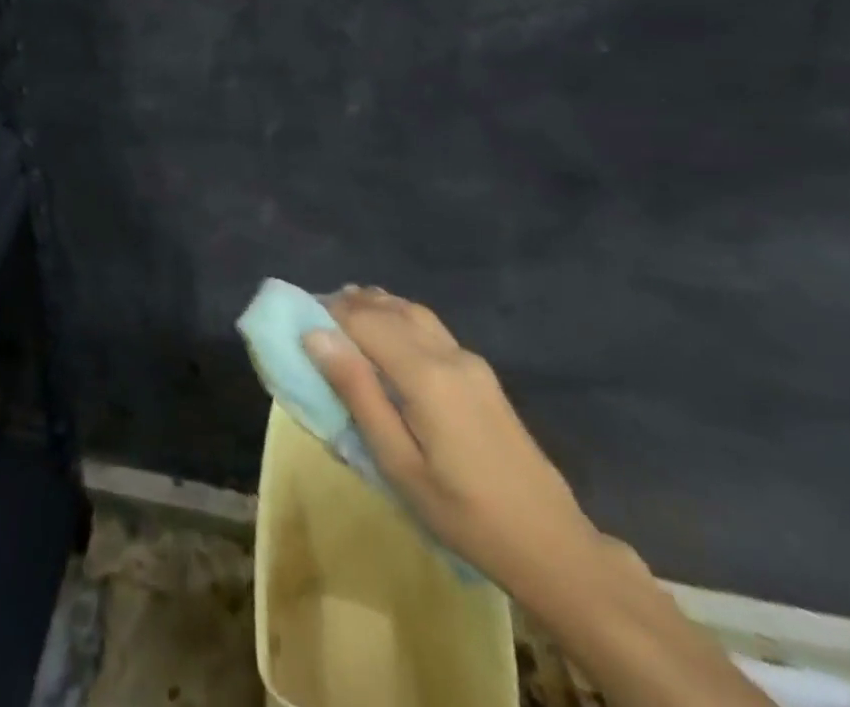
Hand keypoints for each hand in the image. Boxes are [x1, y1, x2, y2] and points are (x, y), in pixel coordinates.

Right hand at [305, 286, 599, 601]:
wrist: (552, 545)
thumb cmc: (464, 513)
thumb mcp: (399, 463)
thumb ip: (357, 393)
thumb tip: (315, 335)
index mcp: (425, 374)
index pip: (365, 320)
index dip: (328, 311)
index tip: (298, 318)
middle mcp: (448, 353)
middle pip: (389, 308)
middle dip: (349, 304)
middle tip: (314, 314)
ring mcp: (470, 360)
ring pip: (413, 311)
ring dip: (376, 306)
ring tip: (344, 315)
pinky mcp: (482, 373)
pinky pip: (430, 327)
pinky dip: (399, 318)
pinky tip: (387, 336)